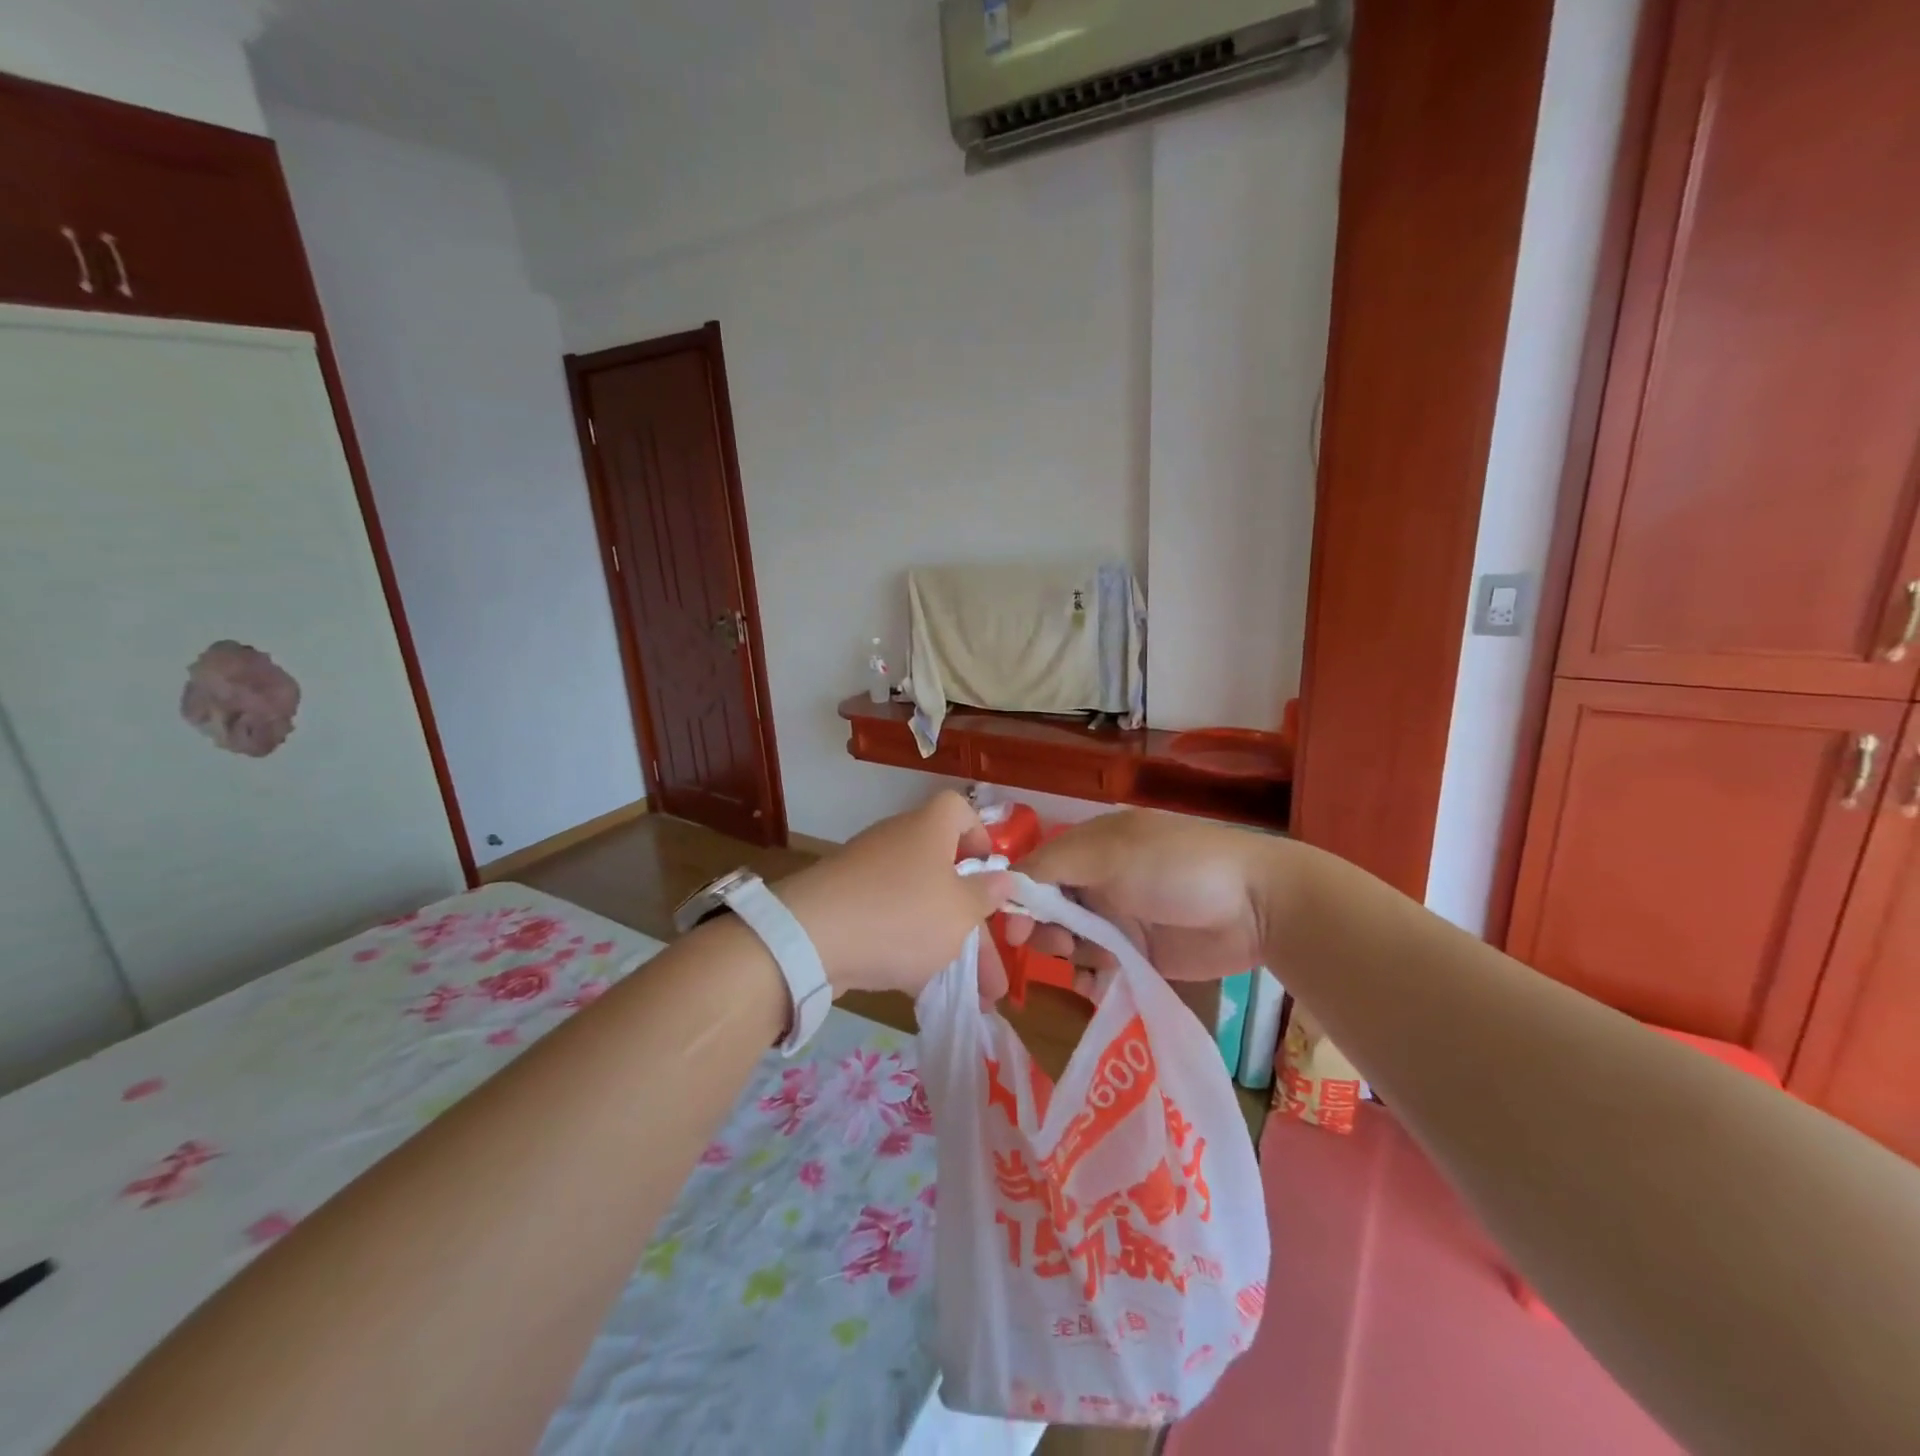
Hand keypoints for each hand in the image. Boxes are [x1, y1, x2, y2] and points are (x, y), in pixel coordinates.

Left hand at [776, 791, 1016, 1000]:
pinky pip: (889, 922)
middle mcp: (898, 842)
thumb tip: (1003, 878)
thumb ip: (985, 896)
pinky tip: (926, 992)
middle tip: (994, 975)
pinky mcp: (845, 905)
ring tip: (973, 996)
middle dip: (974, 926)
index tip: (990, 873)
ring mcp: (868, 874)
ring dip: (947, 946)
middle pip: (945, 873)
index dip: (979, 835)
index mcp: (928, 829)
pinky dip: (910, 951)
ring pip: (920, 905)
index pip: (958, 809)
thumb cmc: (903, 914)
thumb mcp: (959, 911)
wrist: (812, 938)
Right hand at [1003, 811, 1289, 989]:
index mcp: (1090, 846)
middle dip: (1041, 928)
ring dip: (1065, 953)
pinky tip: (1093, 986)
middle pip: (1048, 907)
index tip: (1011, 928)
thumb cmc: (1176, 867)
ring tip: (1085, 962)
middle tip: (1056, 945)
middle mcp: (1098, 880)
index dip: (1017, 897)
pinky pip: (1098, 967)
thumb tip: (1005, 886)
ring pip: (1069, 940)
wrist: (1256, 907)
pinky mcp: (1138, 954)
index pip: (1036, 870)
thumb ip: (1052, 867)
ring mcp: (1119, 918)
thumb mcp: (1108, 854)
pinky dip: (1089, 977)